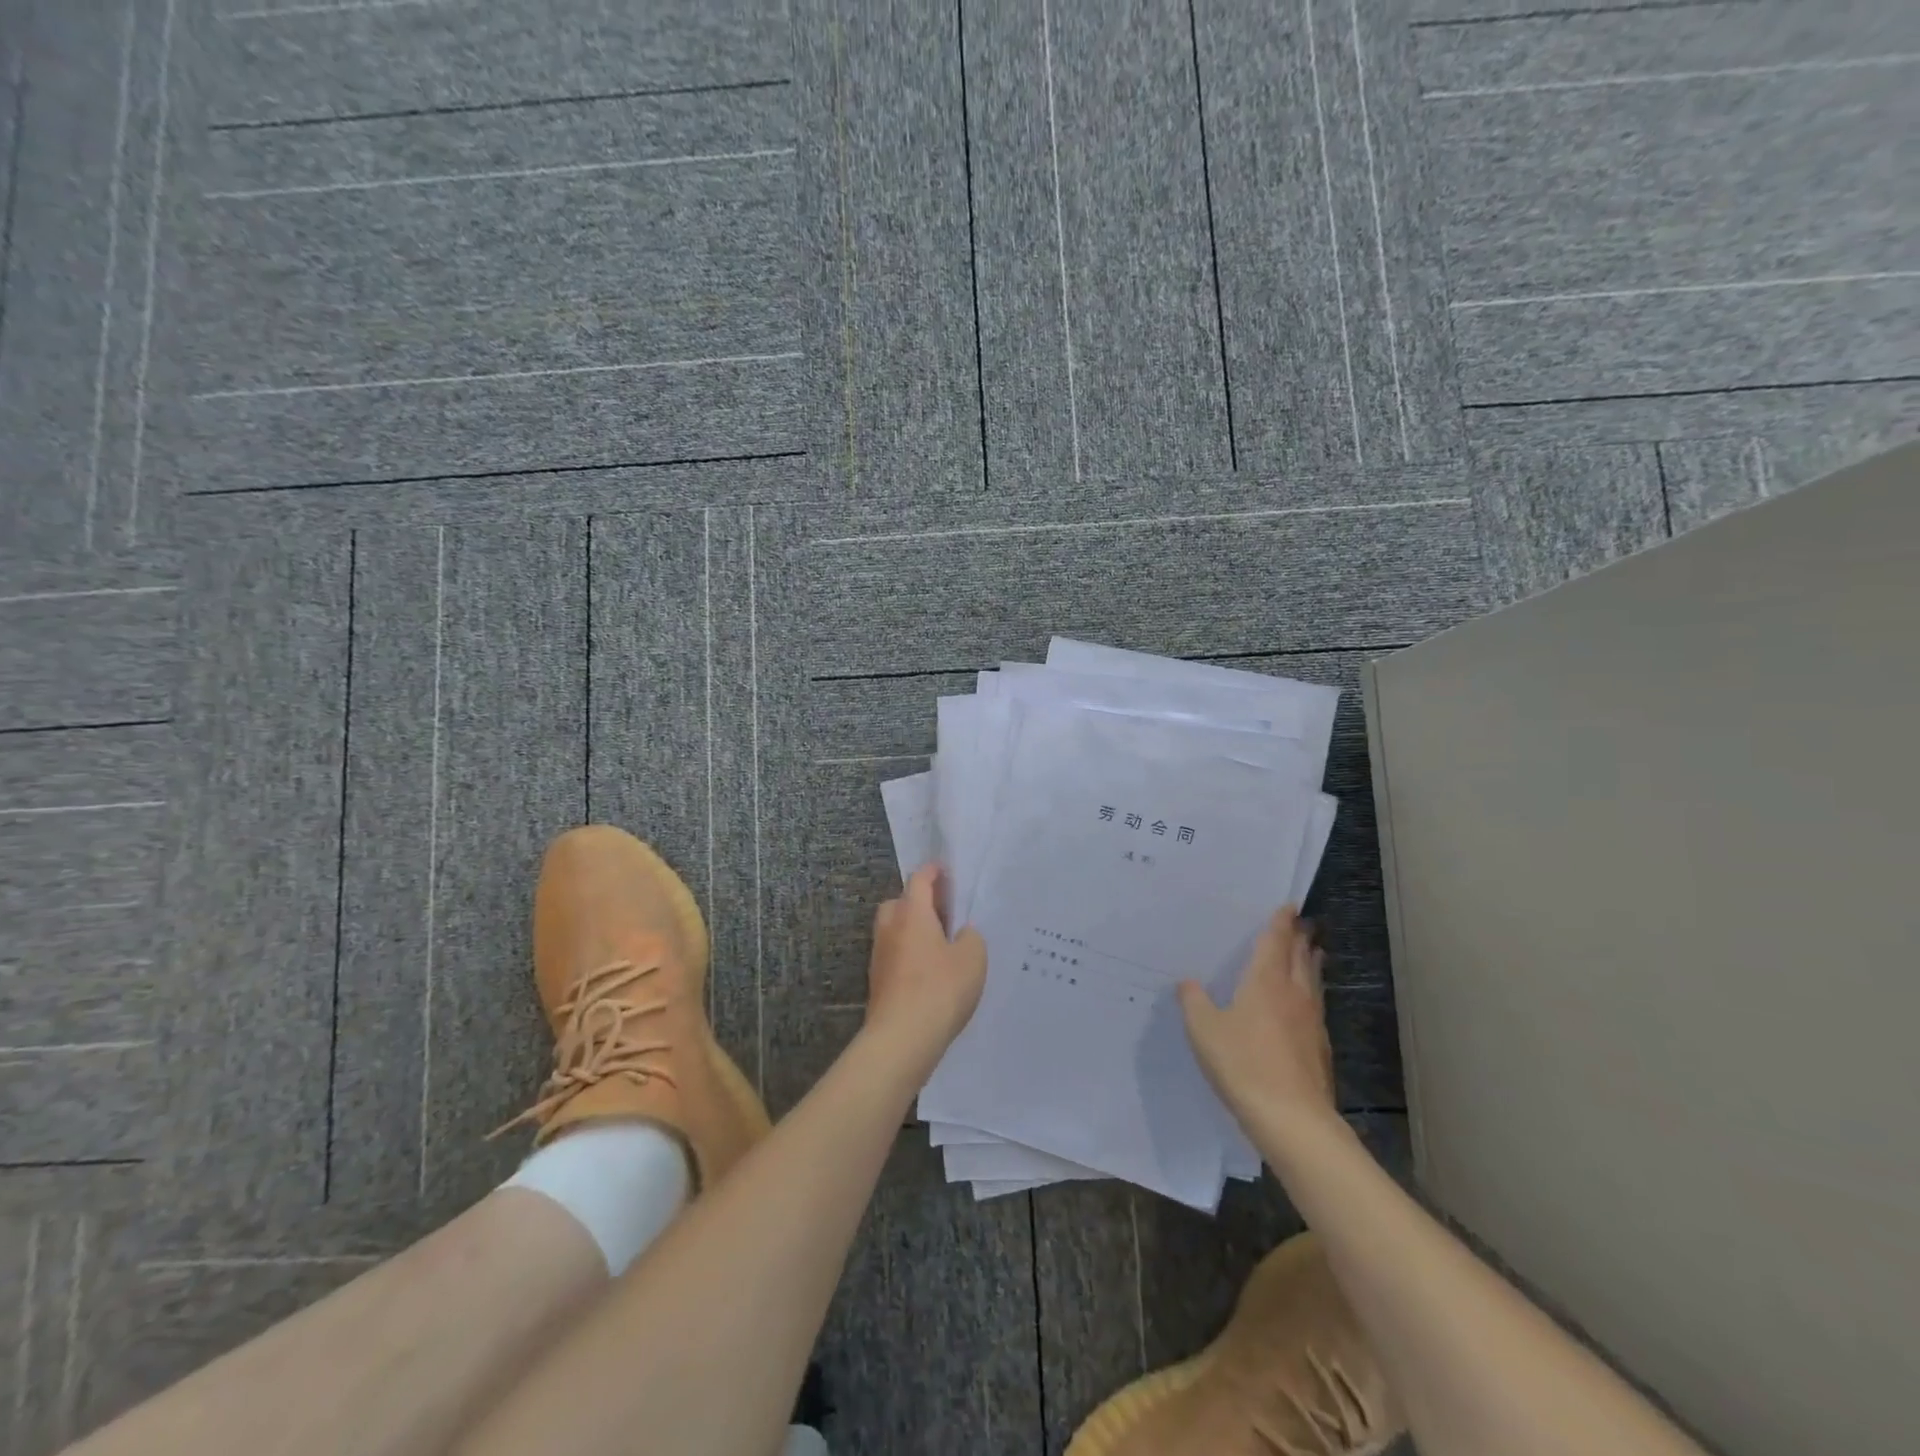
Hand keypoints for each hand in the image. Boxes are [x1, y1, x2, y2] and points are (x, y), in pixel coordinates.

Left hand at [865, 864, 987, 1075]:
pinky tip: (929, 972)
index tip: (945, 871)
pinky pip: (894, 956)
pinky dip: (909, 955)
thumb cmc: (940, 988)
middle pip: (900, 903)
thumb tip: (961, 934)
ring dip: (912, 931)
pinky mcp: (878, 982)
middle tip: (943, 912)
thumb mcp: (973, 958)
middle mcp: (890, 928)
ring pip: (894, 931)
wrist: (902, 1038)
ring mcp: (880, 956)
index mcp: (912, 913)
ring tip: (939, 945)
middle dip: (918, 902)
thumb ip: (970, 937)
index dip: (933, 872)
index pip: (919, 880)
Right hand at [1179, 906, 1337, 1134]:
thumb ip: (1194, 1001)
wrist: (1292, 1120)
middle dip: (1300, 939)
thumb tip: (1187, 981)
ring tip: (1311, 954)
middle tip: (1303, 924)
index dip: (1280, 923)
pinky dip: (1311, 994)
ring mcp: (1311, 1022)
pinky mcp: (1319, 1048)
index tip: (1289, 906)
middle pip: (1300, 958)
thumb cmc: (1243, 1064)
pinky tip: (1304, 1006)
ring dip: (1310, 964)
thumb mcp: (1204, 1030)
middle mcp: (1293, 995)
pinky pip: (1314, 1007)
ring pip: (1312, 982)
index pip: (1275, 943)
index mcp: (1265, 982)